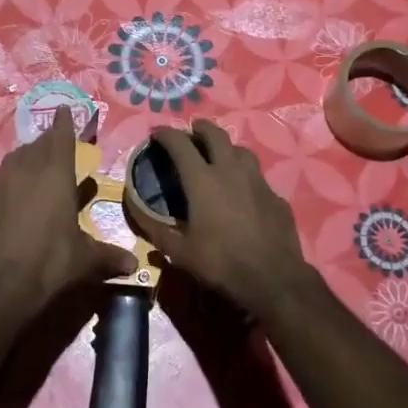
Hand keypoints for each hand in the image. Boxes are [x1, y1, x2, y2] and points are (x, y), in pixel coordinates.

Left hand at [0, 106, 137, 309]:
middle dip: (47, 143)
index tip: (63, 109)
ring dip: (24, 161)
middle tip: (55, 147)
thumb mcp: (85, 261)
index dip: (64, 122)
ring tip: (32, 171)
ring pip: (13, 161)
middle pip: (37, 145)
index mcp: (56, 174)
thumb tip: (134, 265)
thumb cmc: (50, 264)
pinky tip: (5, 201)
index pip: (61, 136)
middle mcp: (25, 170)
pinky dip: (3, 187)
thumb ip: (109, 257)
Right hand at [140, 122, 317, 318]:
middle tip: (191, 131)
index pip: (180, 144)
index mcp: (203, 180)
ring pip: (241, 151)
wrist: (274, 279)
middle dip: (200, 128)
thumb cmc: (220, 263)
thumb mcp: (178, 251)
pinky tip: (243, 192)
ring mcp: (258, 181)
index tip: (156, 133)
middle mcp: (231, 171)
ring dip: (226, 147)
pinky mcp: (276, 197)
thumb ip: (153, 226)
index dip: (166, 134)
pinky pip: (257, 177)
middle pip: (215, 135)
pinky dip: (245, 176)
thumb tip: (132, 205)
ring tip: (219, 156)